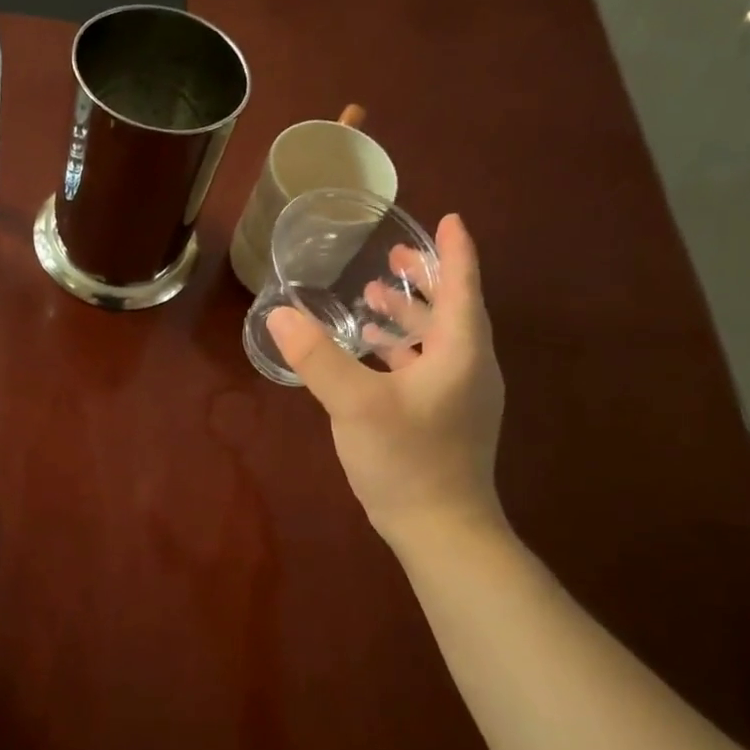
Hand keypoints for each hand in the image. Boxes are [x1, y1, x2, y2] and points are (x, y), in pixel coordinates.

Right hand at [268, 213, 504, 547]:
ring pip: (438, 340)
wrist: (441, 530)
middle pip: (453, 310)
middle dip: (426, 280)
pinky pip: (427, 366)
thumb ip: (318, 358)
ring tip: (375, 299)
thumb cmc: (407, 460)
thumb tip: (280, 314)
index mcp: (461, 353)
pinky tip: (372, 353)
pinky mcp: (445, 420)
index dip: (455, 251)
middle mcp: (469, 368)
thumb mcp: (355, 404)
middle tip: (395, 256)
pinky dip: (403, 349)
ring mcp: (459, 397)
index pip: (463, 287)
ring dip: (411, 316)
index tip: (449, 219)